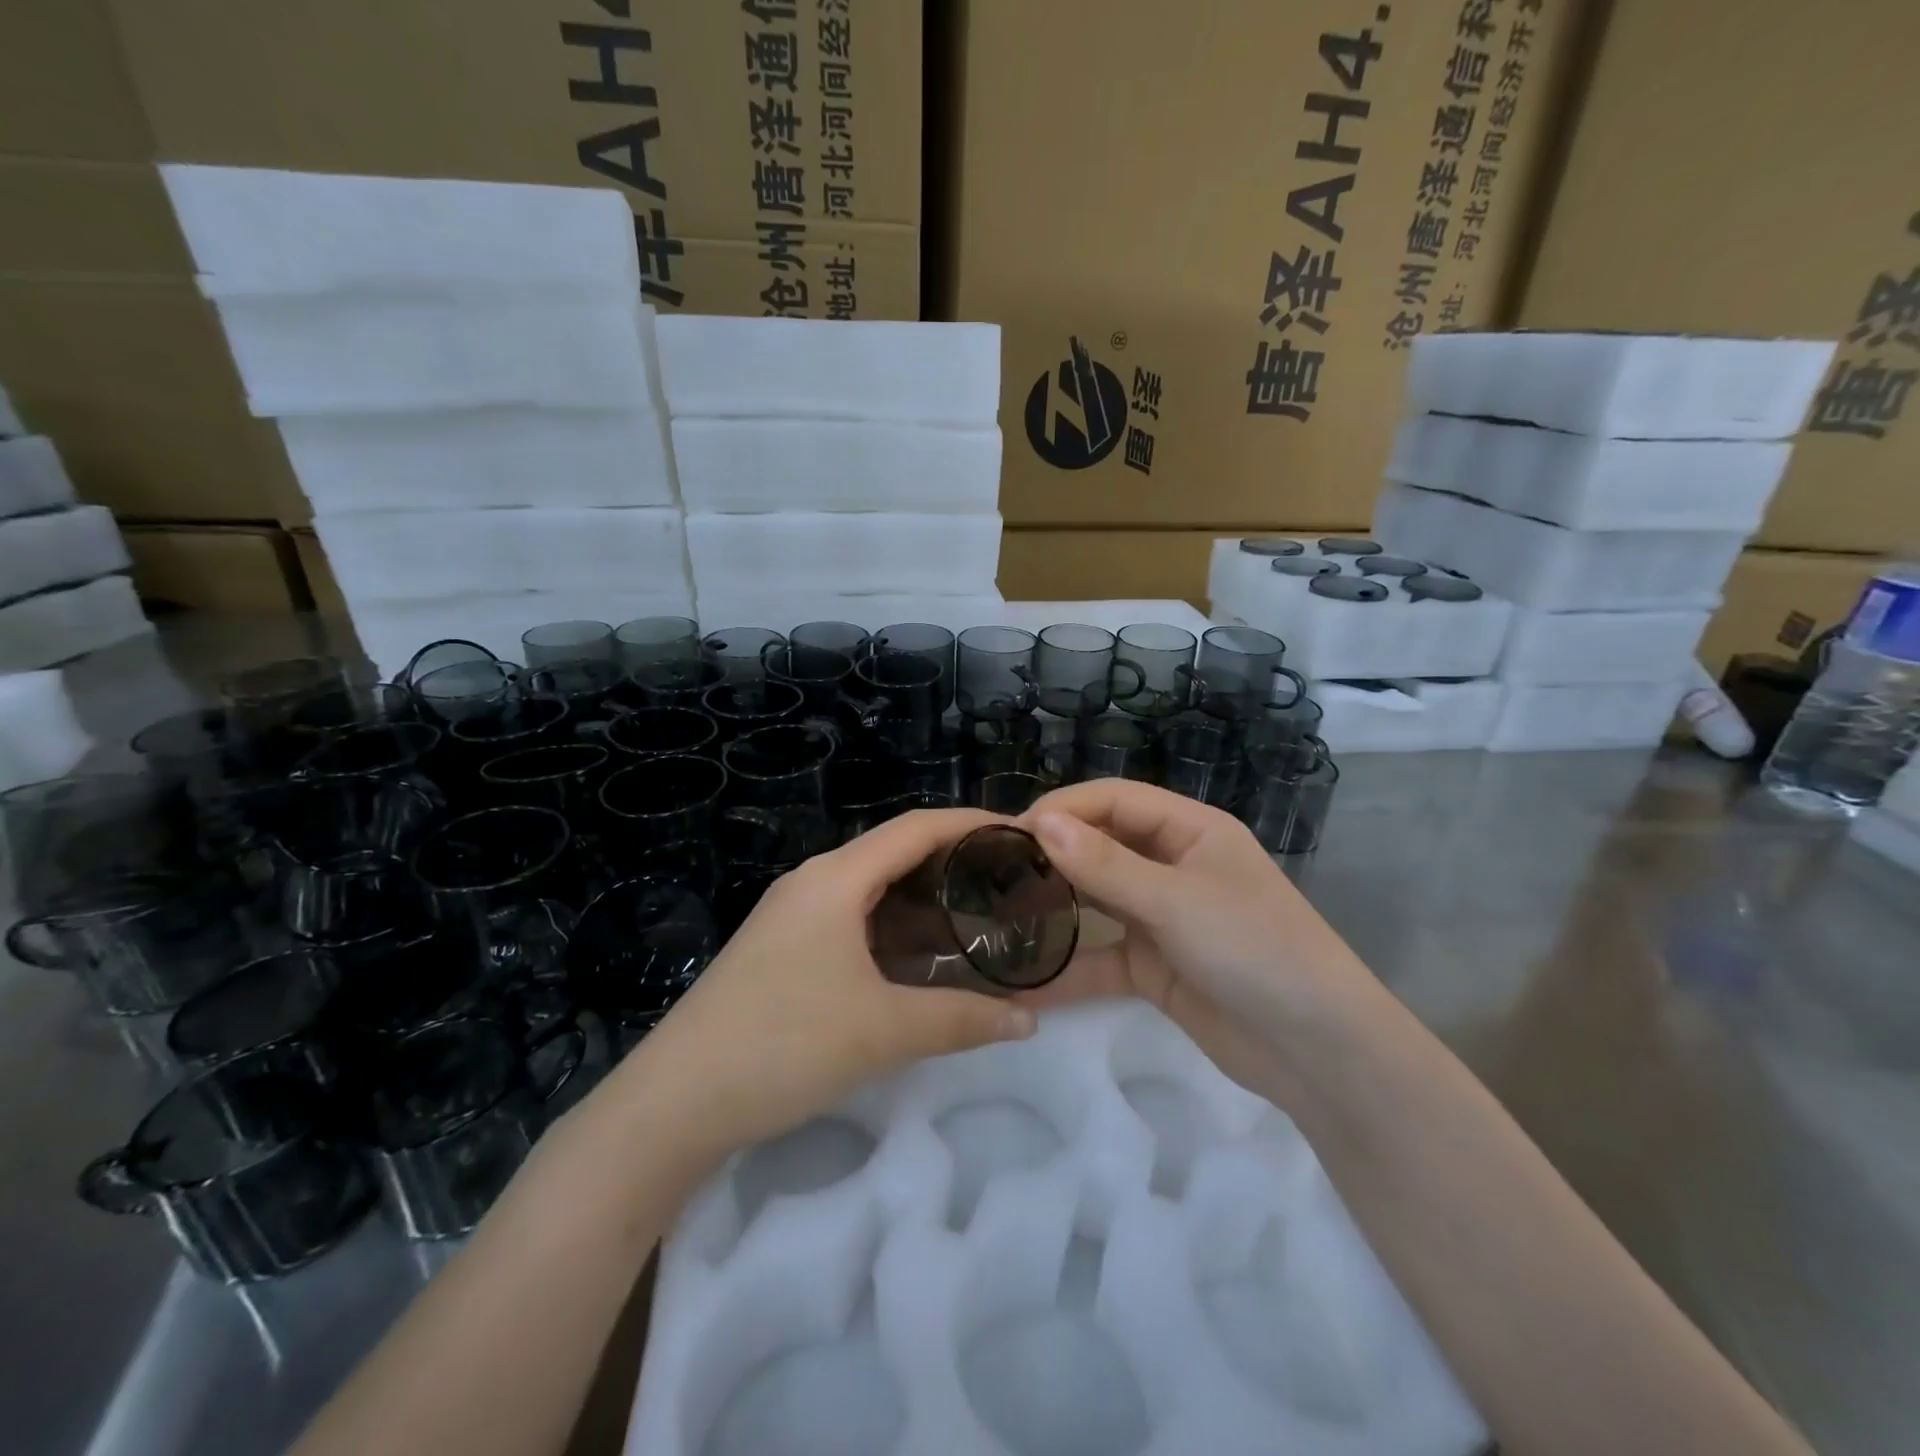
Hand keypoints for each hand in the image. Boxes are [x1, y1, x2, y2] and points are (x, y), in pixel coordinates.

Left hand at [629, 810, 1037, 1158]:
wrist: (674, 1102)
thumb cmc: (783, 1045)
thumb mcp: (882, 1030)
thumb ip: (961, 1019)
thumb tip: (1029, 1020)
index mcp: (835, 878)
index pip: (915, 828)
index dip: (969, 823)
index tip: (1019, 833)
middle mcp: (813, 883)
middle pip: (893, 853)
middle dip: (951, 862)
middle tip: (1007, 881)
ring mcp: (791, 916)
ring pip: (871, 891)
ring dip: (921, 900)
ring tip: (975, 918)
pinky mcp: (781, 949)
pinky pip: (850, 920)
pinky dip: (892, 929)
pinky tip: (919, 959)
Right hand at [1019, 780, 1380, 1109]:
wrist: (1318, 1052)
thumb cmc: (1254, 949)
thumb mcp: (1176, 900)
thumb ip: (1105, 865)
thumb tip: (1040, 822)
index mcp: (1191, 830)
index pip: (1115, 800)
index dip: (1064, 808)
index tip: (1010, 830)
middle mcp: (1174, 866)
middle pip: (1103, 845)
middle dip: (1054, 853)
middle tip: (995, 869)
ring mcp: (1163, 918)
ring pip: (1098, 899)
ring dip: (1057, 904)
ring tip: (999, 910)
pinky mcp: (1155, 967)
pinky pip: (1102, 957)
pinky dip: (1070, 967)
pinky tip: (1026, 979)